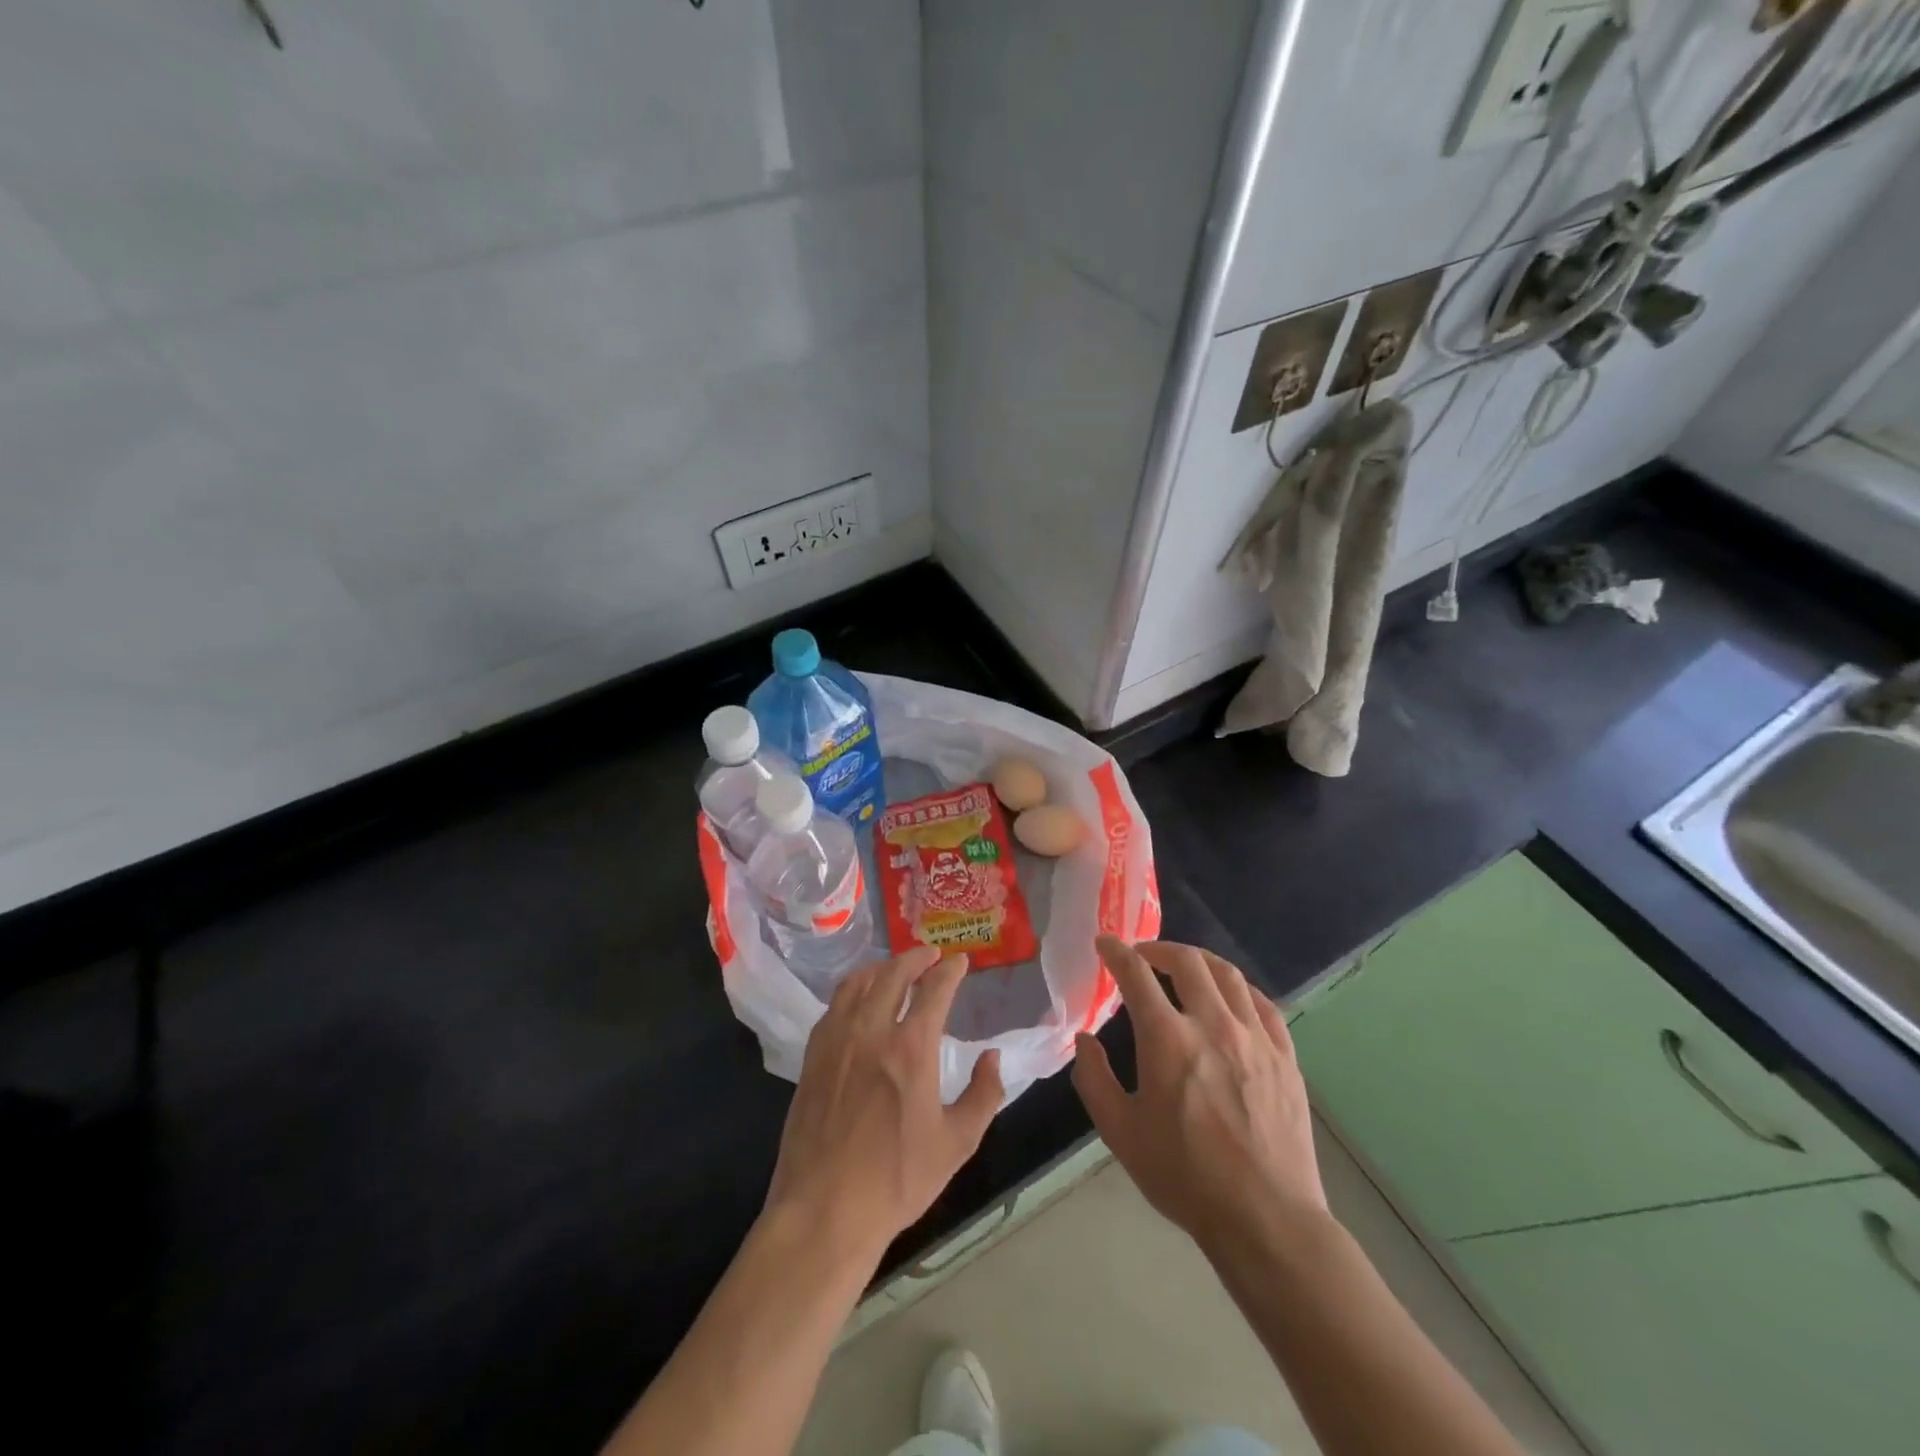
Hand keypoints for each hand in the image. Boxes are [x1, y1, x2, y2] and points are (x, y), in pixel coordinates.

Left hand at [765, 946, 1003, 1266]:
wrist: (825, 1210)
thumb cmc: (897, 1179)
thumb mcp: (957, 1143)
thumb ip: (984, 1094)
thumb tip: (992, 1057)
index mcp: (911, 1048)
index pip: (935, 989)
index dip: (950, 969)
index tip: (960, 961)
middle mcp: (871, 1030)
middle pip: (893, 973)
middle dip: (916, 957)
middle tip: (930, 954)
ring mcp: (836, 1040)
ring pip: (859, 982)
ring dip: (882, 967)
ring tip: (895, 969)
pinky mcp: (813, 1055)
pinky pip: (835, 1005)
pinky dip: (853, 989)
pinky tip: (859, 1000)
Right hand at [1073, 936, 1325, 1256]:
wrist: (1266, 1219)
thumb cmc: (1185, 1177)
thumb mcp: (1121, 1133)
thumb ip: (1094, 1078)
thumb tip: (1084, 1040)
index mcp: (1167, 1039)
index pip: (1136, 974)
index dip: (1116, 951)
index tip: (1105, 942)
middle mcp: (1213, 1024)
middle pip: (1187, 961)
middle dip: (1159, 948)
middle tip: (1143, 955)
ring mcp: (1255, 1037)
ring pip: (1228, 975)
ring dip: (1199, 961)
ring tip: (1185, 967)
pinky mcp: (1285, 1057)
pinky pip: (1263, 1004)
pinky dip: (1239, 989)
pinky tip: (1231, 998)